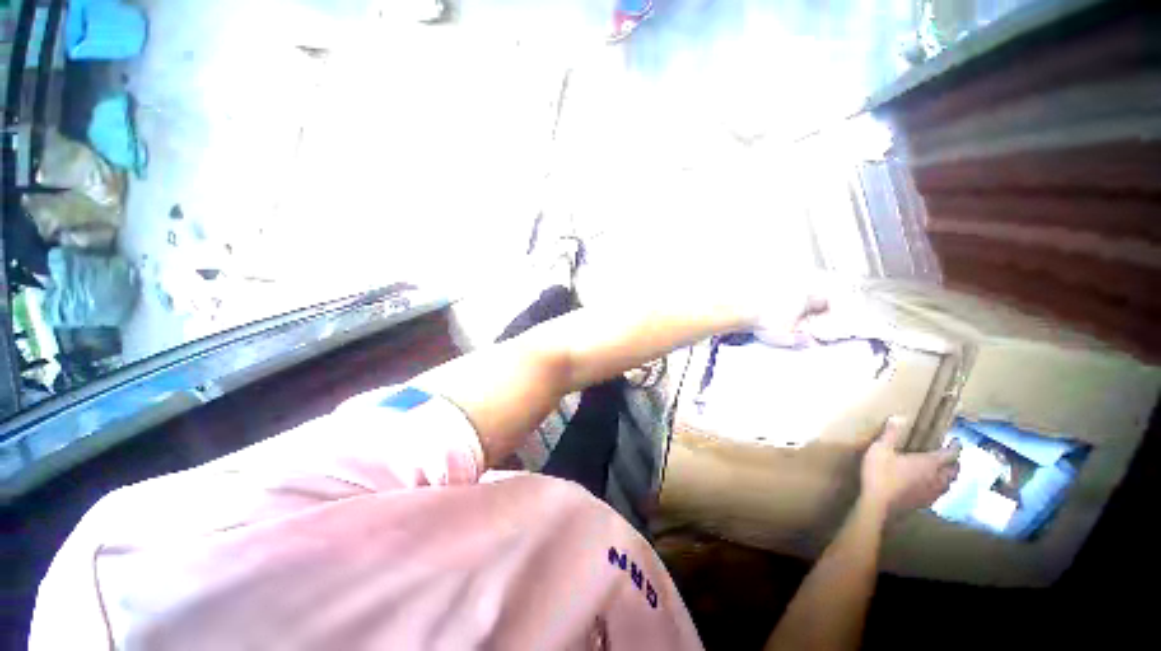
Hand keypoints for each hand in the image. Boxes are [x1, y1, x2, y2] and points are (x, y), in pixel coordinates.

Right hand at [859, 417, 959, 519]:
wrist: (878, 503)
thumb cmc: (880, 474)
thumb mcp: (880, 450)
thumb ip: (890, 434)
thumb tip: (899, 416)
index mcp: (929, 463)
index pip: (950, 454)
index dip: (955, 446)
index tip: (955, 440)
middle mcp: (936, 478)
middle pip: (954, 470)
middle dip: (955, 462)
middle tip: (950, 456)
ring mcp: (932, 492)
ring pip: (949, 483)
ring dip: (950, 476)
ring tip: (945, 471)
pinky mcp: (925, 502)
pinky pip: (940, 493)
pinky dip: (941, 487)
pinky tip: (932, 487)